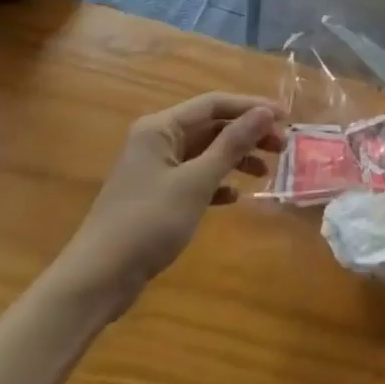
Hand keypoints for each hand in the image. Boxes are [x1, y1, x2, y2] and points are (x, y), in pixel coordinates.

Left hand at [51, 93, 281, 309]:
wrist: (97, 280)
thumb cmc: (148, 222)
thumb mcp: (197, 181)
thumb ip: (233, 144)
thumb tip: (265, 112)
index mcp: (160, 128)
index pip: (214, 103)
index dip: (252, 107)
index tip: (286, 117)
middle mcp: (157, 141)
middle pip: (211, 126)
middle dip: (247, 133)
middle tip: (281, 147)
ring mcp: (155, 169)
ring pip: (206, 151)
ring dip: (236, 157)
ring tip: (265, 172)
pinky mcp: (156, 195)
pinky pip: (195, 176)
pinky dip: (218, 182)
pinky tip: (235, 196)